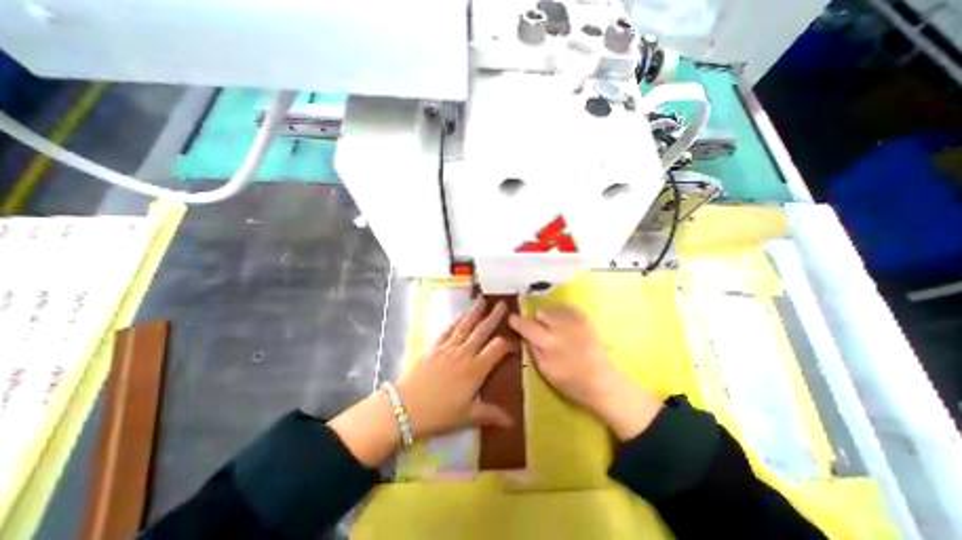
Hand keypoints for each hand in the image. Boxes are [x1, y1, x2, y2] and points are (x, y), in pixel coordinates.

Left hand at [330, 298, 513, 466]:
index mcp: (476, 369)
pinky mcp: (434, 347)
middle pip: (482, 331)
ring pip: (465, 326)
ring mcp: (448, 348)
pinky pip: (447, 330)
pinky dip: (455, 321)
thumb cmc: (439, 414)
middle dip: (494, 317)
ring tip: (483, 300)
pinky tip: (461, 315)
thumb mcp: (467, 417)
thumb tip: (512, 421)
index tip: (515, 342)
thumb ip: (490, 414)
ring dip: (475, 313)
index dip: (508, 343)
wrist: (405, 408)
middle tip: (503, 304)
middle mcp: (464, 353)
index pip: (497, 349)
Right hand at [510, 306, 661, 439]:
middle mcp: (560, 326)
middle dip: (536, 320)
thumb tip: (523, 333)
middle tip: (540, 332)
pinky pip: (566, 308)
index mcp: (548, 341)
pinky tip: (564, 325)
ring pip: (552, 308)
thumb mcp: (544, 369)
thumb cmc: (570, 381)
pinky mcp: (584, 318)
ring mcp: (574, 320)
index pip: (525, 324)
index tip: (512, 320)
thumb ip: (532, 348)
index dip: (516, 321)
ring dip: (548, 316)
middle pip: (539, 312)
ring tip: (554, 329)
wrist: (602, 381)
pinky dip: (561, 314)